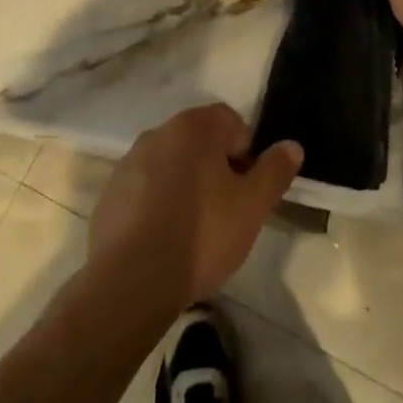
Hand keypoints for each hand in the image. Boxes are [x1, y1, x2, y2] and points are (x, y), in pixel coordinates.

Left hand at [88, 104, 302, 310]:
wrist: (130, 281)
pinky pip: (144, 191)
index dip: (245, 154)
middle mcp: (159, 132)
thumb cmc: (201, 234)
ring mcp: (129, 162)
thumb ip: (274, 172)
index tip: (247, 192)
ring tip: (193, 232)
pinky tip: (163, 243)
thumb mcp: (252, 207)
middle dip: (215, 170)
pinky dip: (156, 206)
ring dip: (185, 187)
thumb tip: (292, 146)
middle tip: (226, 213)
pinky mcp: (110, 194)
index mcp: (194, 127)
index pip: (231, 122)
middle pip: (199, 142)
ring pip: (170, 166)